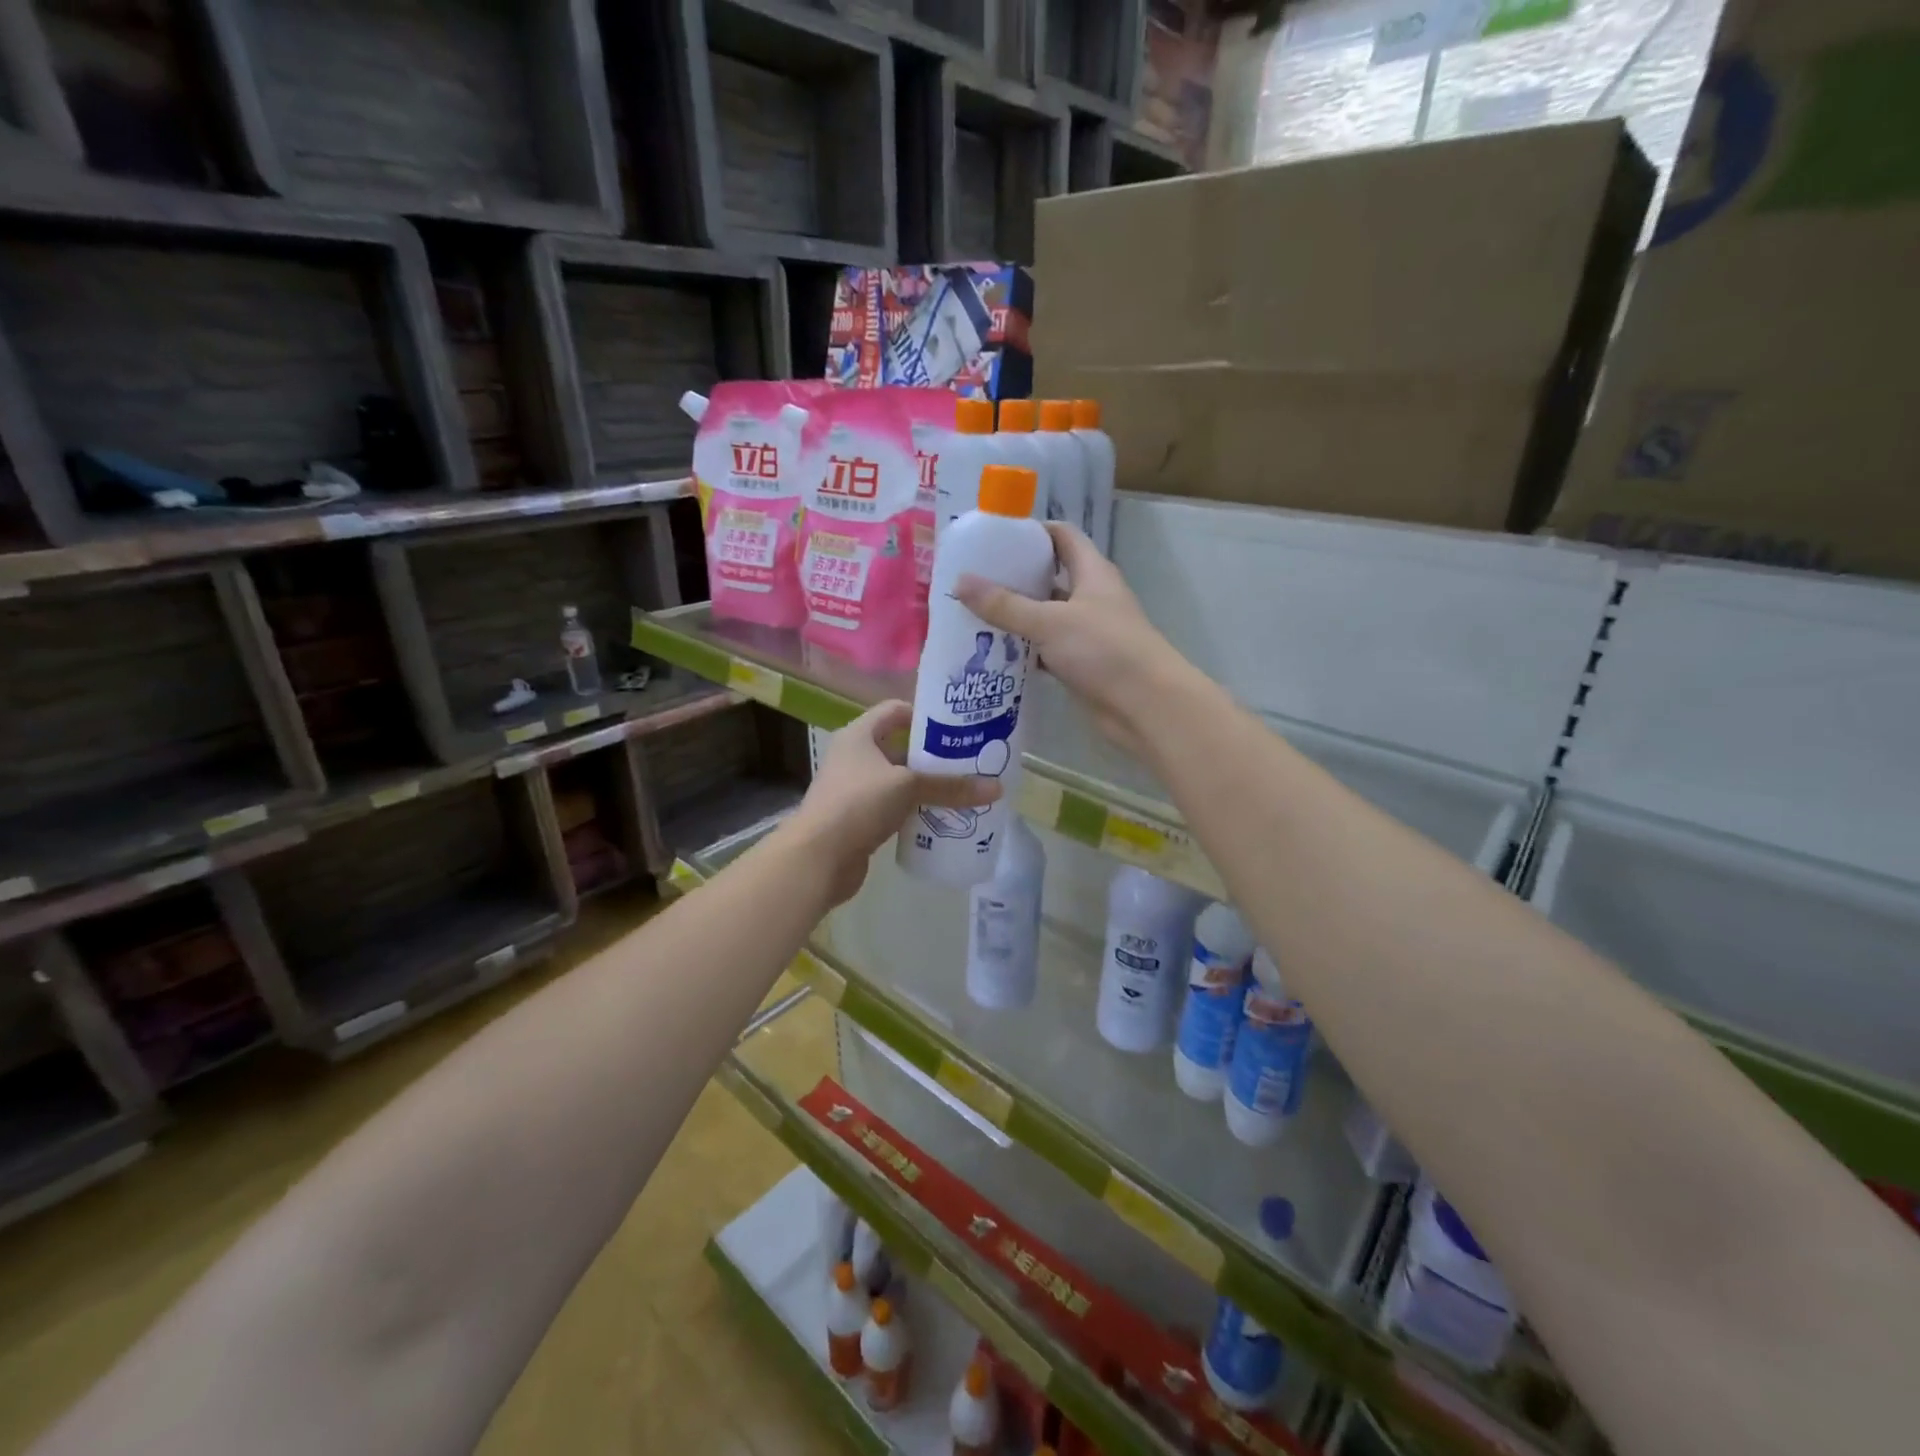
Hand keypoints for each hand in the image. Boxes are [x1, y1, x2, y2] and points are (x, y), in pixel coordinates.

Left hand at [782, 700, 1000, 905]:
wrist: (817, 858)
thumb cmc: (858, 804)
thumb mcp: (908, 787)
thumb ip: (950, 786)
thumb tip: (998, 788)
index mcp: (859, 735)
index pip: (895, 710)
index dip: (925, 715)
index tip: (957, 727)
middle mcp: (854, 757)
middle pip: (899, 747)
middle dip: (933, 756)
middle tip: (970, 761)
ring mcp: (854, 789)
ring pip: (898, 781)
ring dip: (925, 786)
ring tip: (963, 790)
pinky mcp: (858, 819)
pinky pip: (893, 808)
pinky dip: (914, 811)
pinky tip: (940, 818)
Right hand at [957, 524, 1193, 757]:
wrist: (1146, 706)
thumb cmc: (1104, 650)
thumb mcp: (1049, 622)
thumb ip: (1005, 605)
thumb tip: (960, 582)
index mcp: (1092, 573)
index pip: (1062, 536)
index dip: (1032, 531)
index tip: (994, 537)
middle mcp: (1091, 597)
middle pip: (1049, 577)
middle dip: (1014, 577)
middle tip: (972, 579)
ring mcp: (1087, 632)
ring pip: (1045, 616)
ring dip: (1015, 616)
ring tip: (972, 614)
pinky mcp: (1081, 664)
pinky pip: (1046, 649)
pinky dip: (1024, 649)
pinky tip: (993, 653)